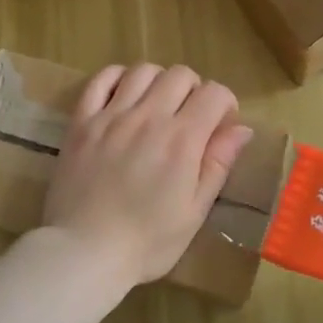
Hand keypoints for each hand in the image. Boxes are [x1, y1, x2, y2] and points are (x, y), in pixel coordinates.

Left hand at [43, 64, 254, 289]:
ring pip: (143, 70)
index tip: (221, 125)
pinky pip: (100, 80)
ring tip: (157, 106)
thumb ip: (217, 164)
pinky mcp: (81, 122)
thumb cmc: (147, 242)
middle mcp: (148, 117)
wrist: (84, 252)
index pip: (214, 94)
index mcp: (182, 140)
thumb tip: (241, 129)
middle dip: (194, 90)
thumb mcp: (194, 211)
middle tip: (190, 118)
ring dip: (159, 82)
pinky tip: (123, 95)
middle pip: (180, 75)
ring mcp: (111, 116)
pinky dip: (117, 78)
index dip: (225, 104)